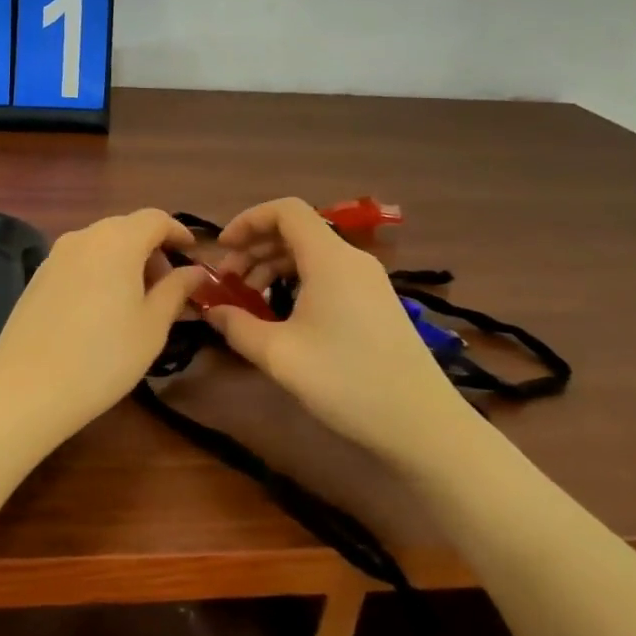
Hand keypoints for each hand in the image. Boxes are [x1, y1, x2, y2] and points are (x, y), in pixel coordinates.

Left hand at [0, 209, 205, 436]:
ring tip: (137, 300)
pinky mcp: (38, 275)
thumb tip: (194, 271)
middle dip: (151, 249)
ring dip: (125, 260)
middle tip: (167, 286)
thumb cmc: (104, 356)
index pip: (155, 219)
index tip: (192, 254)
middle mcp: (84, 236)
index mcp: (117, 240)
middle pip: (126, 228)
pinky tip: (102, 308)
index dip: (178, 232)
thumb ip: (176, 290)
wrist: (28, 386)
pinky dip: (99, 270)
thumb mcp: (152, 326)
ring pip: (101, 244)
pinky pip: (79, 260)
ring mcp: (56, 254)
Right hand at [208, 197, 459, 453]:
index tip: (222, 250)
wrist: (423, 425)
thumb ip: (237, 326)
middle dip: (254, 248)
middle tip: (227, 282)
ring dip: (273, 266)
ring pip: (311, 254)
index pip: (285, 210)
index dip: (247, 220)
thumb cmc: (347, 382)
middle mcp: (351, 259)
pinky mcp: (376, 302)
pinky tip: (282, 315)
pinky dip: (296, 281)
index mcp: (329, 258)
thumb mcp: (279, 355)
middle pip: (295, 231)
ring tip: (248, 300)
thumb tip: (211, 309)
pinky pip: (327, 274)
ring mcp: (368, 281)